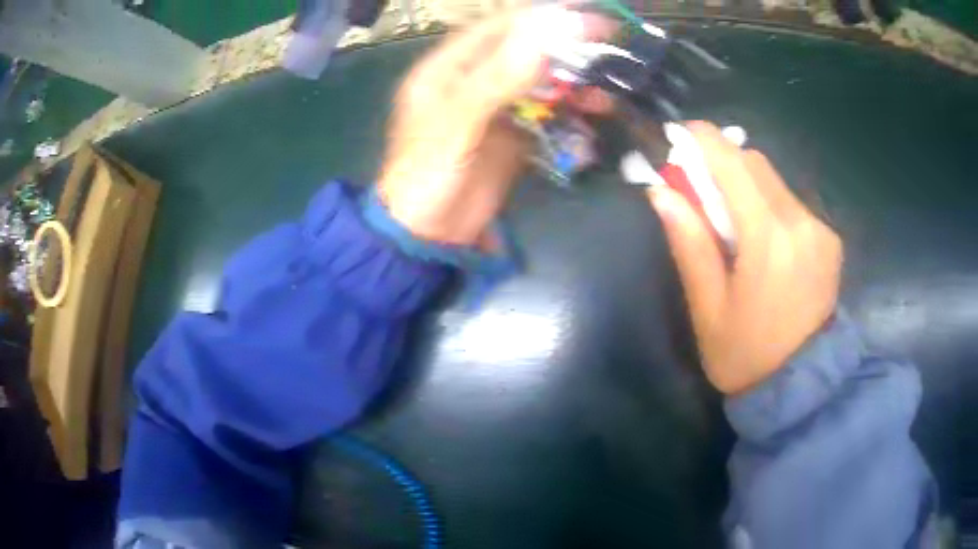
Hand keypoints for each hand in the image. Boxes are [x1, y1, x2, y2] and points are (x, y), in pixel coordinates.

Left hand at [378, 8, 608, 246]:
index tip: (585, 14)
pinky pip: (547, 112)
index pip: (499, 27)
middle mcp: (473, 79)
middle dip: (566, 46)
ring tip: (608, 84)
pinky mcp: (513, 133)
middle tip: (610, 42)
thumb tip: (543, 32)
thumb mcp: (457, 123)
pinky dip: (571, 110)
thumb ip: (497, 78)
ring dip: (573, 80)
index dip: (541, 17)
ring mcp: (495, 106)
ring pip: (541, 80)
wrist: (427, 234)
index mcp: (448, 67)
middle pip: (525, 50)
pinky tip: (594, 111)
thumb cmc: (427, 175)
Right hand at [647, 122, 842, 394]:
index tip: (678, 133)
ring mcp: (821, 229)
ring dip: (744, 183)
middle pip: (755, 164)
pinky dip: (767, 202)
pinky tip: (759, 236)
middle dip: (721, 162)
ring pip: (773, 180)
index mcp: (770, 240)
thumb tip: (661, 191)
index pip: (734, 165)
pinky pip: (790, 201)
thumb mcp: (708, 308)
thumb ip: (689, 244)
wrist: (801, 387)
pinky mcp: (829, 238)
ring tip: (727, 219)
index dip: (703, 140)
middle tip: (696, 187)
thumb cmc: (746, 356)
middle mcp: (802, 222)